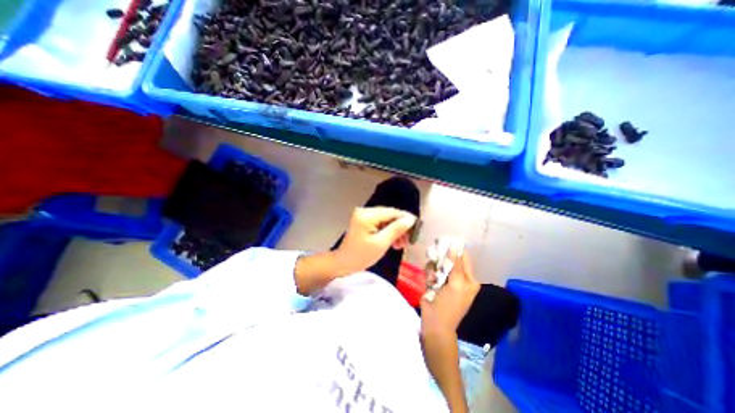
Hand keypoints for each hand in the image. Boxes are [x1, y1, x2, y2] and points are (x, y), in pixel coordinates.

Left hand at [333, 207, 412, 276]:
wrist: (344, 263)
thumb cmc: (361, 256)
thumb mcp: (381, 243)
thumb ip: (396, 229)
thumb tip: (410, 219)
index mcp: (367, 215)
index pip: (391, 212)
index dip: (405, 218)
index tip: (417, 227)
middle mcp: (365, 211)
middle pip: (389, 215)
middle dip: (400, 227)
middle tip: (408, 240)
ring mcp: (364, 216)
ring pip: (386, 220)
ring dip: (395, 231)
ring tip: (400, 244)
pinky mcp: (364, 222)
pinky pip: (380, 224)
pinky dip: (388, 232)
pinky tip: (393, 242)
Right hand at [419, 244, 483, 337]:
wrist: (434, 322)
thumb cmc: (449, 305)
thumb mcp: (456, 284)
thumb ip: (455, 264)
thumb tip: (454, 245)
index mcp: (468, 278)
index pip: (463, 257)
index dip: (454, 249)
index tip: (444, 242)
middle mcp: (457, 276)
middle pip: (448, 258)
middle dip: (441, 260)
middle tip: (438, 261)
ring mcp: (444, 278)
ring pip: (437, 263)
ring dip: (434, 268)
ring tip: (434, 279)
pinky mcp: (433, 280)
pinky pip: (430, 270)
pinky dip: (429, 274)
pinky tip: (429, 282)